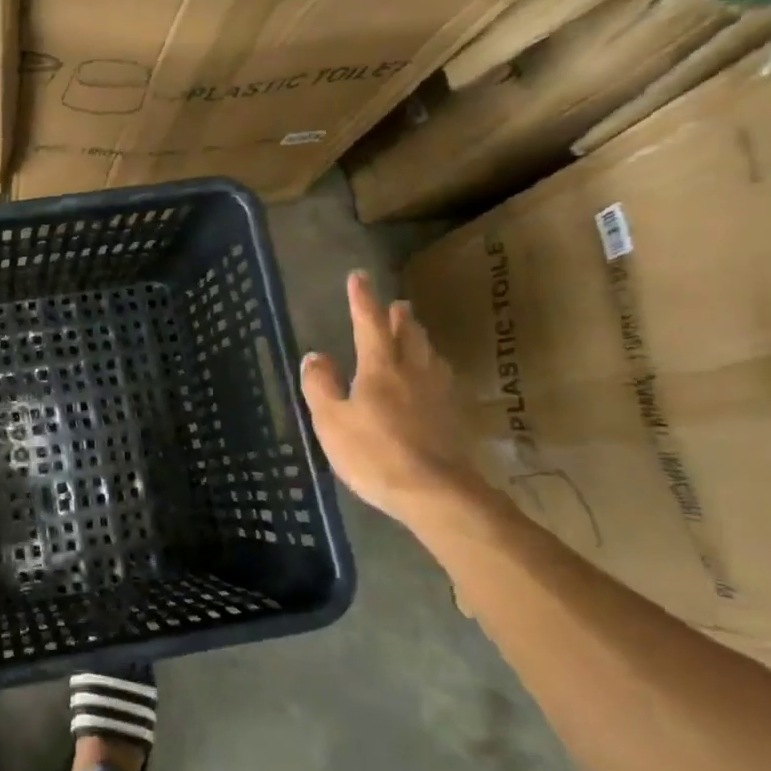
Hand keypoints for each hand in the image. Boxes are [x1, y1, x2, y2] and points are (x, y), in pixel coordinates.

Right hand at [300, 271, 478, 523]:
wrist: (437, 494)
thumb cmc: (375, 453)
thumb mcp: (331, 421)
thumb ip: (320, 386)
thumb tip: (315, 356)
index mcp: (380, 367)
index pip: (369, 323)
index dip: (362, 299)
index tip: (358, 276)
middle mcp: (413, 370)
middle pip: (408, 333)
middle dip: (399, 316)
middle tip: (396, 304)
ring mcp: (440, 393)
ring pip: (430, 353)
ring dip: (419, 338)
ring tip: (414, 333)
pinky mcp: (456, 417)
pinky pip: (442, 378)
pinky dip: (433, 367)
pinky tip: (434, 378)